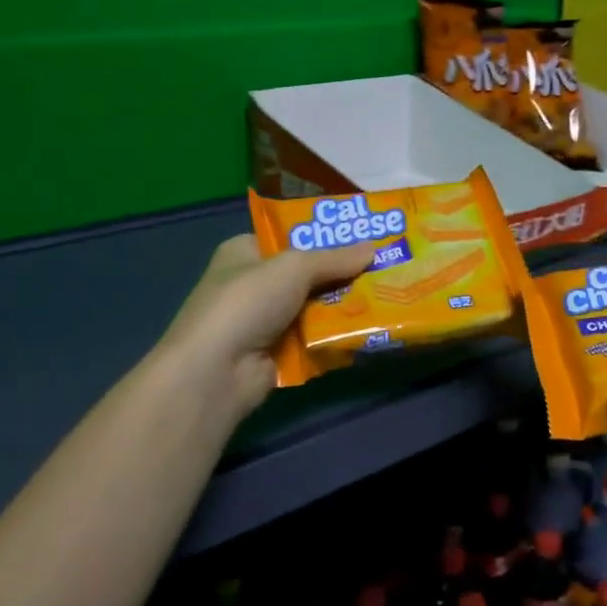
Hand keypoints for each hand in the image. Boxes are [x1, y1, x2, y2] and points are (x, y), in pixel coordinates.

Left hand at [159, 234, 371, 419]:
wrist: (217, 371)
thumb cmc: (247, 302)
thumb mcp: (294, 267)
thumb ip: (335, 258)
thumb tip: (374, 247)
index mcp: (245, 252)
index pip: (288, 236)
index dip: (323, 235)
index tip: (362, 234)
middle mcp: (254, 284)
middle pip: (308, 274)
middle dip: (343, 272)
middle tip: (386, 264)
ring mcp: (266, 322)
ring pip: (316, 307)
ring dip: (346, 305)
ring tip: (389, 294)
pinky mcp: (279, 354)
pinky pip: (317, 338)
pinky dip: (338, 335)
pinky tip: (372, 328)